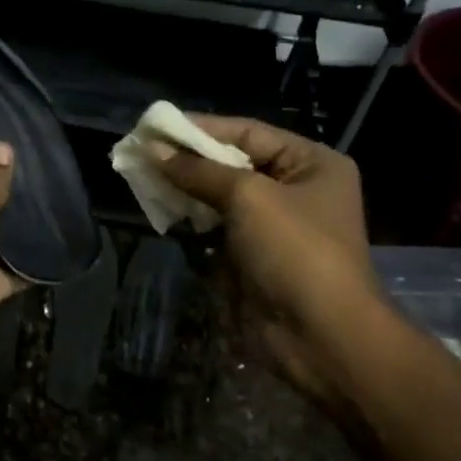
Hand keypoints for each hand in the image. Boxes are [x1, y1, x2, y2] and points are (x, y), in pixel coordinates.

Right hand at [154, 116, 384, 403]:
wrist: (319, 335)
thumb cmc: (294, 251)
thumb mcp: (249, 198)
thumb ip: (199, 171)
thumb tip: (152, 150)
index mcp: (311, 163)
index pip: (247, 133)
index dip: (200, 128)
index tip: (155, 125)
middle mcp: (294, 188)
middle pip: (232, 162)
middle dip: (187, 158)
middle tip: (141, 151)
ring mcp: (272, 225)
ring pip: (219, 195)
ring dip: (184, 186)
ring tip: (141, 175)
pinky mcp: (251, 255)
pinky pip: (215, 226)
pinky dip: (189, 216)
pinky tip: (160, 207)